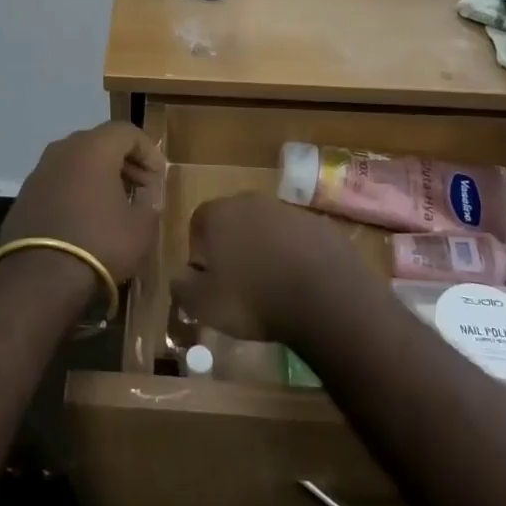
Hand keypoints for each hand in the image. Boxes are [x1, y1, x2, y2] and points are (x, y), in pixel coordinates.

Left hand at [0, 122, 164, 287]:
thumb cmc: (99, 243)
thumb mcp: (141, 227)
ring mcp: (39, 170)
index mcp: (93, 148)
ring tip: (115, 204)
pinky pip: (59, 180)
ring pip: (77, 161)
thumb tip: (145, 196)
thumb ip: (149, 202)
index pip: (127, 131)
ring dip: (99, 176)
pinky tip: (86, 217)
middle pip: (101, 142)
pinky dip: (77, 190)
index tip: (159, 178)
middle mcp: (63, 149)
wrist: (38, 278)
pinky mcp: (25, 194)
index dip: (149, 151)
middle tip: (141, 189)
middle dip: (125, 162)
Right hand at [170, 193, 368, 341]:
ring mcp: (290, 210)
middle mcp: (252, 201)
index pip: (198, 223)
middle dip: (234, 247)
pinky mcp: (321, 226)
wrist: (324, 298)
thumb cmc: (253, 298)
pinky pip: (299, 240)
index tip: (209, 280)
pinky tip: (301, 286)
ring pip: (268, 229)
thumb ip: (182, 286)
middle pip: (235, 221)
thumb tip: (180, 276)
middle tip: (240, 284)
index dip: (200, 252)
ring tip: (273, 288)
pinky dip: (296, 257)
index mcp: (219, 213)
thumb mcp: (203, 304)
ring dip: (266, 251)